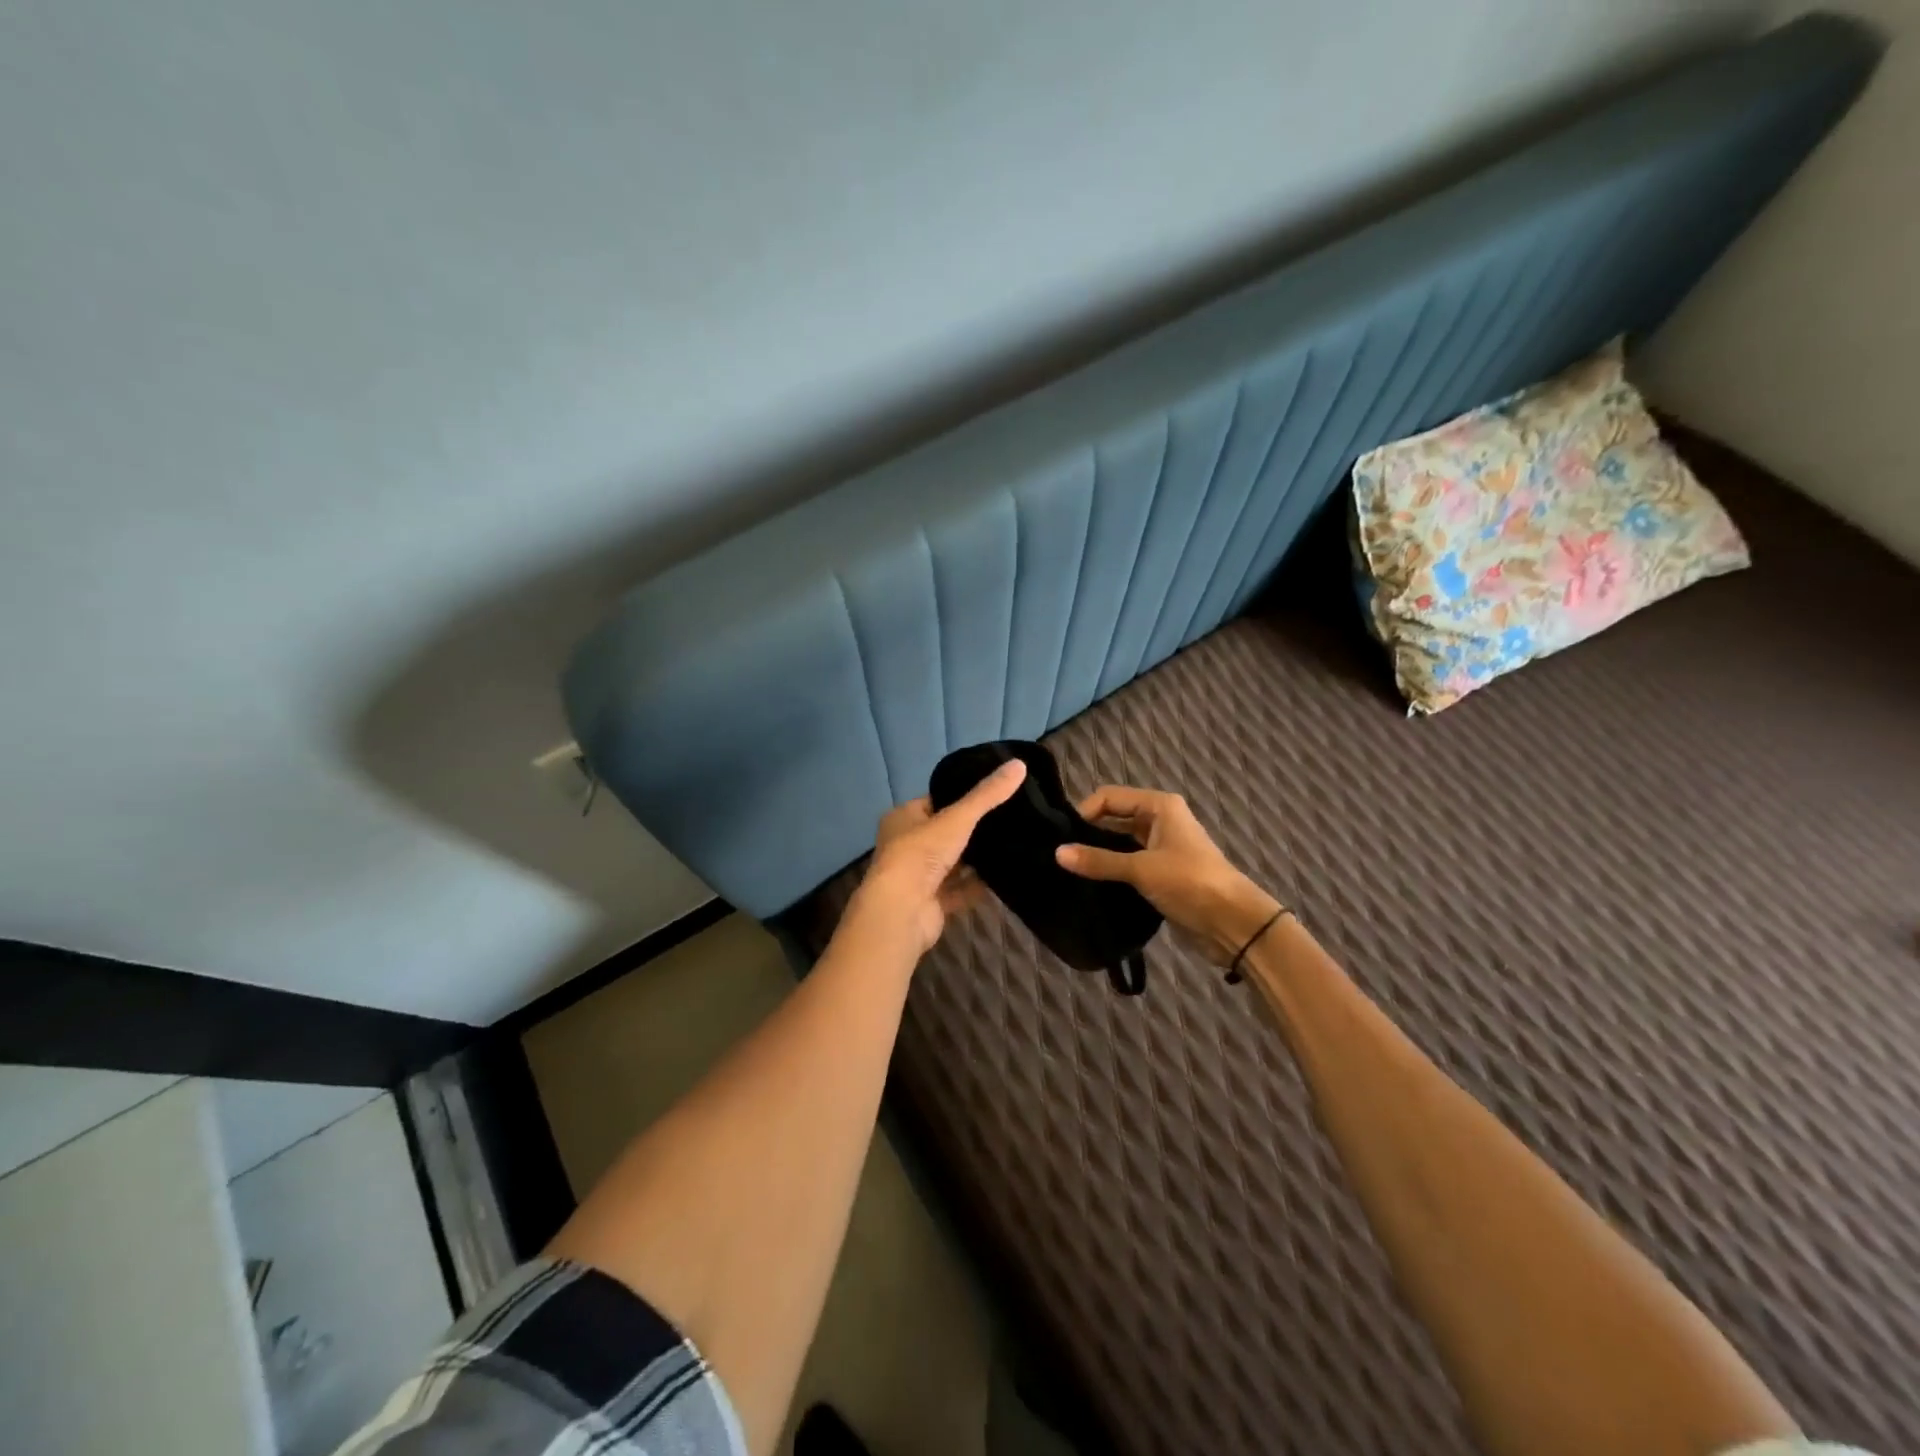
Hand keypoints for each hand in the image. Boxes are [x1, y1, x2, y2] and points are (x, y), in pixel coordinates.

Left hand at [846, 760, 1027, 956]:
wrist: (902, 911)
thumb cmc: (921, 854)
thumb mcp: (957, 818)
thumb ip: (988, 795)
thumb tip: (1019, 764)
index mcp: (903, 818)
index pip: (936, 801)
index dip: (961, 797)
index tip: (994, 794)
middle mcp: (907, 845)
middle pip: (946, 833)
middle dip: (973, 831)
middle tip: (1010, 820)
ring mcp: (919, 877)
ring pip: (954, 863)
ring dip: (977, 859)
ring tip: (1013, 844)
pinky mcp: (932, 903)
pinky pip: (960, 890)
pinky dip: (978, 886)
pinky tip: (1005, 877)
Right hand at [1056, 785, 1282, 965]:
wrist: (1233, 922)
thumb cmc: (1189, 882)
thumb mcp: (1141, 869)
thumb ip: (1099, 861)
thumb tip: (1057, 853)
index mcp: (1159, 806)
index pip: (1109, 796)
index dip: (1085, 812)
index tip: (1061, 836)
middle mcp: (1159, 820)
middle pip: (1114, 817)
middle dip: (1088, 832)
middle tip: (1059, 853)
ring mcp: (1161, 846)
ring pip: (1119, 842)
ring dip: (1099, 853)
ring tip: (1068, 869)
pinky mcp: (1161, 872)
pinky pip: (1128, 863)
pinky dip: (1111, 870)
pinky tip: (1089, 882)